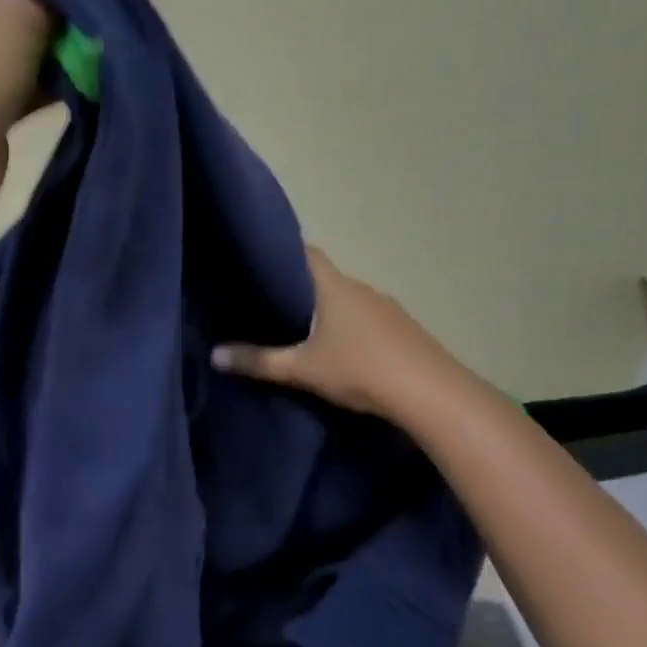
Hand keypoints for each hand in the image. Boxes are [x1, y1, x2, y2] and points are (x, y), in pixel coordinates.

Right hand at [212, 247, 473, 423]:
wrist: (432, 394)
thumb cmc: (360, 370)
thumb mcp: (301, 369)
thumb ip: (257, 361)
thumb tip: (214, 355)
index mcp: (334, 286)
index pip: (305, 252)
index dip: (281, 251)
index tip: (257, 260)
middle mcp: (360, 288)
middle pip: (324, 277)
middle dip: (298, 286)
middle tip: (268, 300)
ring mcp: (386, 307)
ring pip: (346, 299)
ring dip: (325, 308)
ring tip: (299, 327)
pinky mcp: (403, 329)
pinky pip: (365, 317)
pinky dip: (347, 325)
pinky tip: (338, 347)